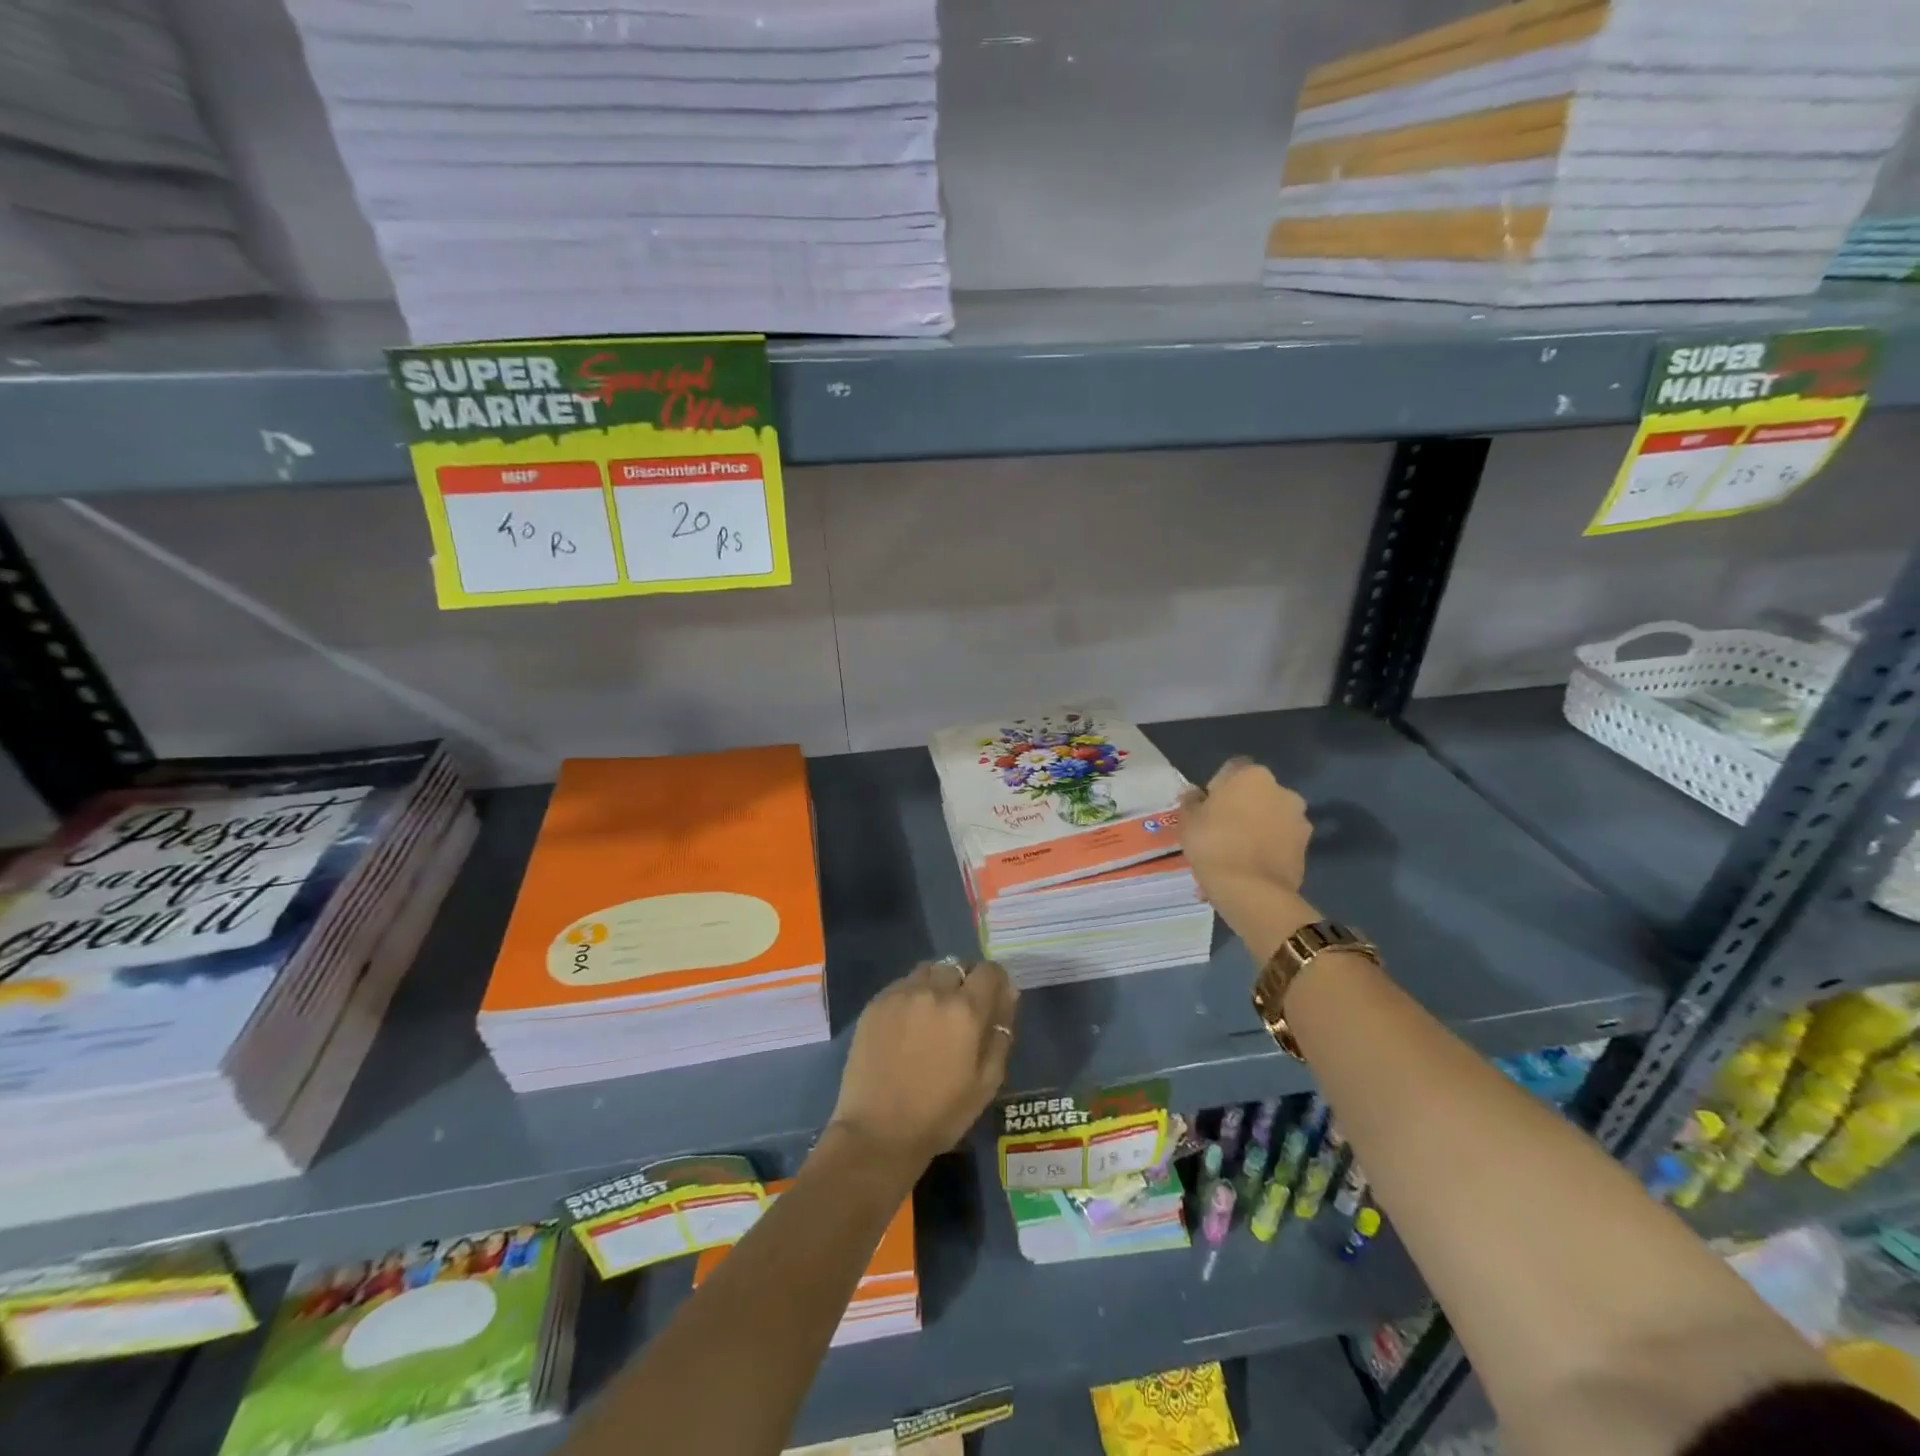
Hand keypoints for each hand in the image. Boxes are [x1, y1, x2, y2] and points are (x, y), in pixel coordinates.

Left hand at [829, 959, 1017, 1169]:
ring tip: (933, 1012)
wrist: (878, 1132)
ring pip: (928, 970)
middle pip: (957, 965)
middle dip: (965, 981)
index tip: (994, 999)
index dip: (996, 981)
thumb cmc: (940, 1115)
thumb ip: (1001, 1034)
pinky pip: (902, 984)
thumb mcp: (987, 1083)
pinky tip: (908, 1022)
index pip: (990, 971)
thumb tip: (1008, 996)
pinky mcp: (875, 1003)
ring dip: (937, 983)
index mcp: (966, 1010)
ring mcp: (901, 994)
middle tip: (961, 1011)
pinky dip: (912, 993)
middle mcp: (934, 991)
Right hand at [1178, 759, 1315, 953]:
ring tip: (1235, 855)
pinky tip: (1249, 868)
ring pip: (1271, 818)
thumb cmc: (1213, 844)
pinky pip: (1280, 842)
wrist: (1251, 890)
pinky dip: (1268, 849)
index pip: (1232, 769)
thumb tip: (1196, 794)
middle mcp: (1282, 790)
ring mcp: (1298, 819)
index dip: (1218, 786)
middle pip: (1256, 793)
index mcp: (1252, 775)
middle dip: (1242, 807)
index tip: (1207, 808)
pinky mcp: (1306, 848)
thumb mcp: (1188, 820)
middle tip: (1221, 831)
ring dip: (1257, 828)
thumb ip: (1191, 801)